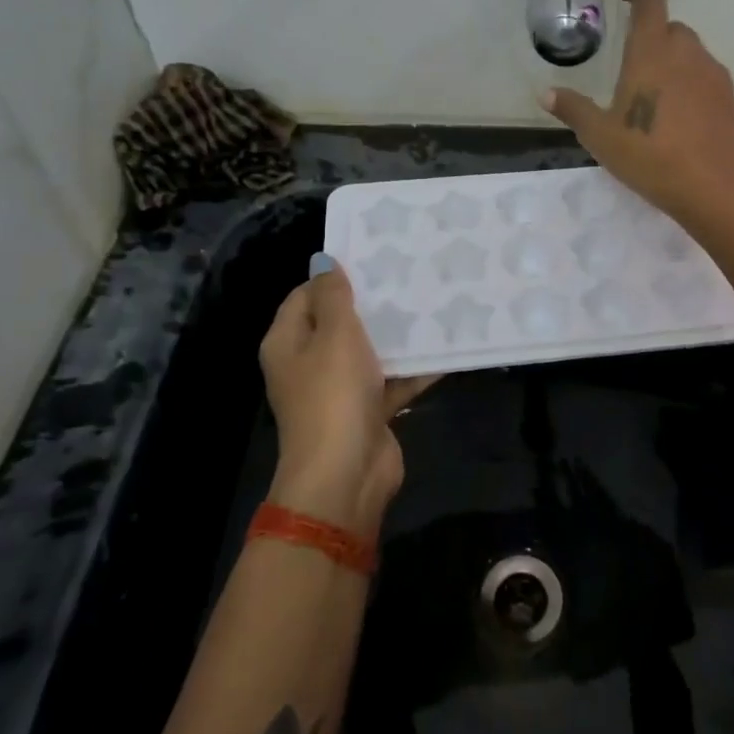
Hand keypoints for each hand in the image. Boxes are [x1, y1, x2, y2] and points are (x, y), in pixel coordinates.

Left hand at [258, 261, 435, 537]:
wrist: (346, 474)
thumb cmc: (333, 394)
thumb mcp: (334, 334)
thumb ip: (333, 296)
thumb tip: (323, 261)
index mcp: (288, 342)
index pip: (304, 296)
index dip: (333, 277)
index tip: (372, 258)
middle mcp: (309, 364)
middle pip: (339, 323)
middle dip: (371, 303)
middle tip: (407, 275)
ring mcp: (339, 390)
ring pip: (369, 352)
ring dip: (396, 334)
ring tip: (431, 302)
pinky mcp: (368, 410)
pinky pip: (392, 380)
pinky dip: (414, 368)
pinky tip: (446, 347)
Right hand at [540, 0, 733, 222]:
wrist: (711, 185)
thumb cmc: (648, 154)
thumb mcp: (600, 135)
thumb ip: (573, 109)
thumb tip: (545, 93)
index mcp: (651, 51)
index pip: (651, 0)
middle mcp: (686, 52)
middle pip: (670, 28)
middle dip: (652, 36)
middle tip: (633, 66)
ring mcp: (712, 73)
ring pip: (691, 52)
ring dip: (672, 61)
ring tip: (655, 96)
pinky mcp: (729, 96)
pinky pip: (706, 76)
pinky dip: (691, 83)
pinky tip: (680, 115)